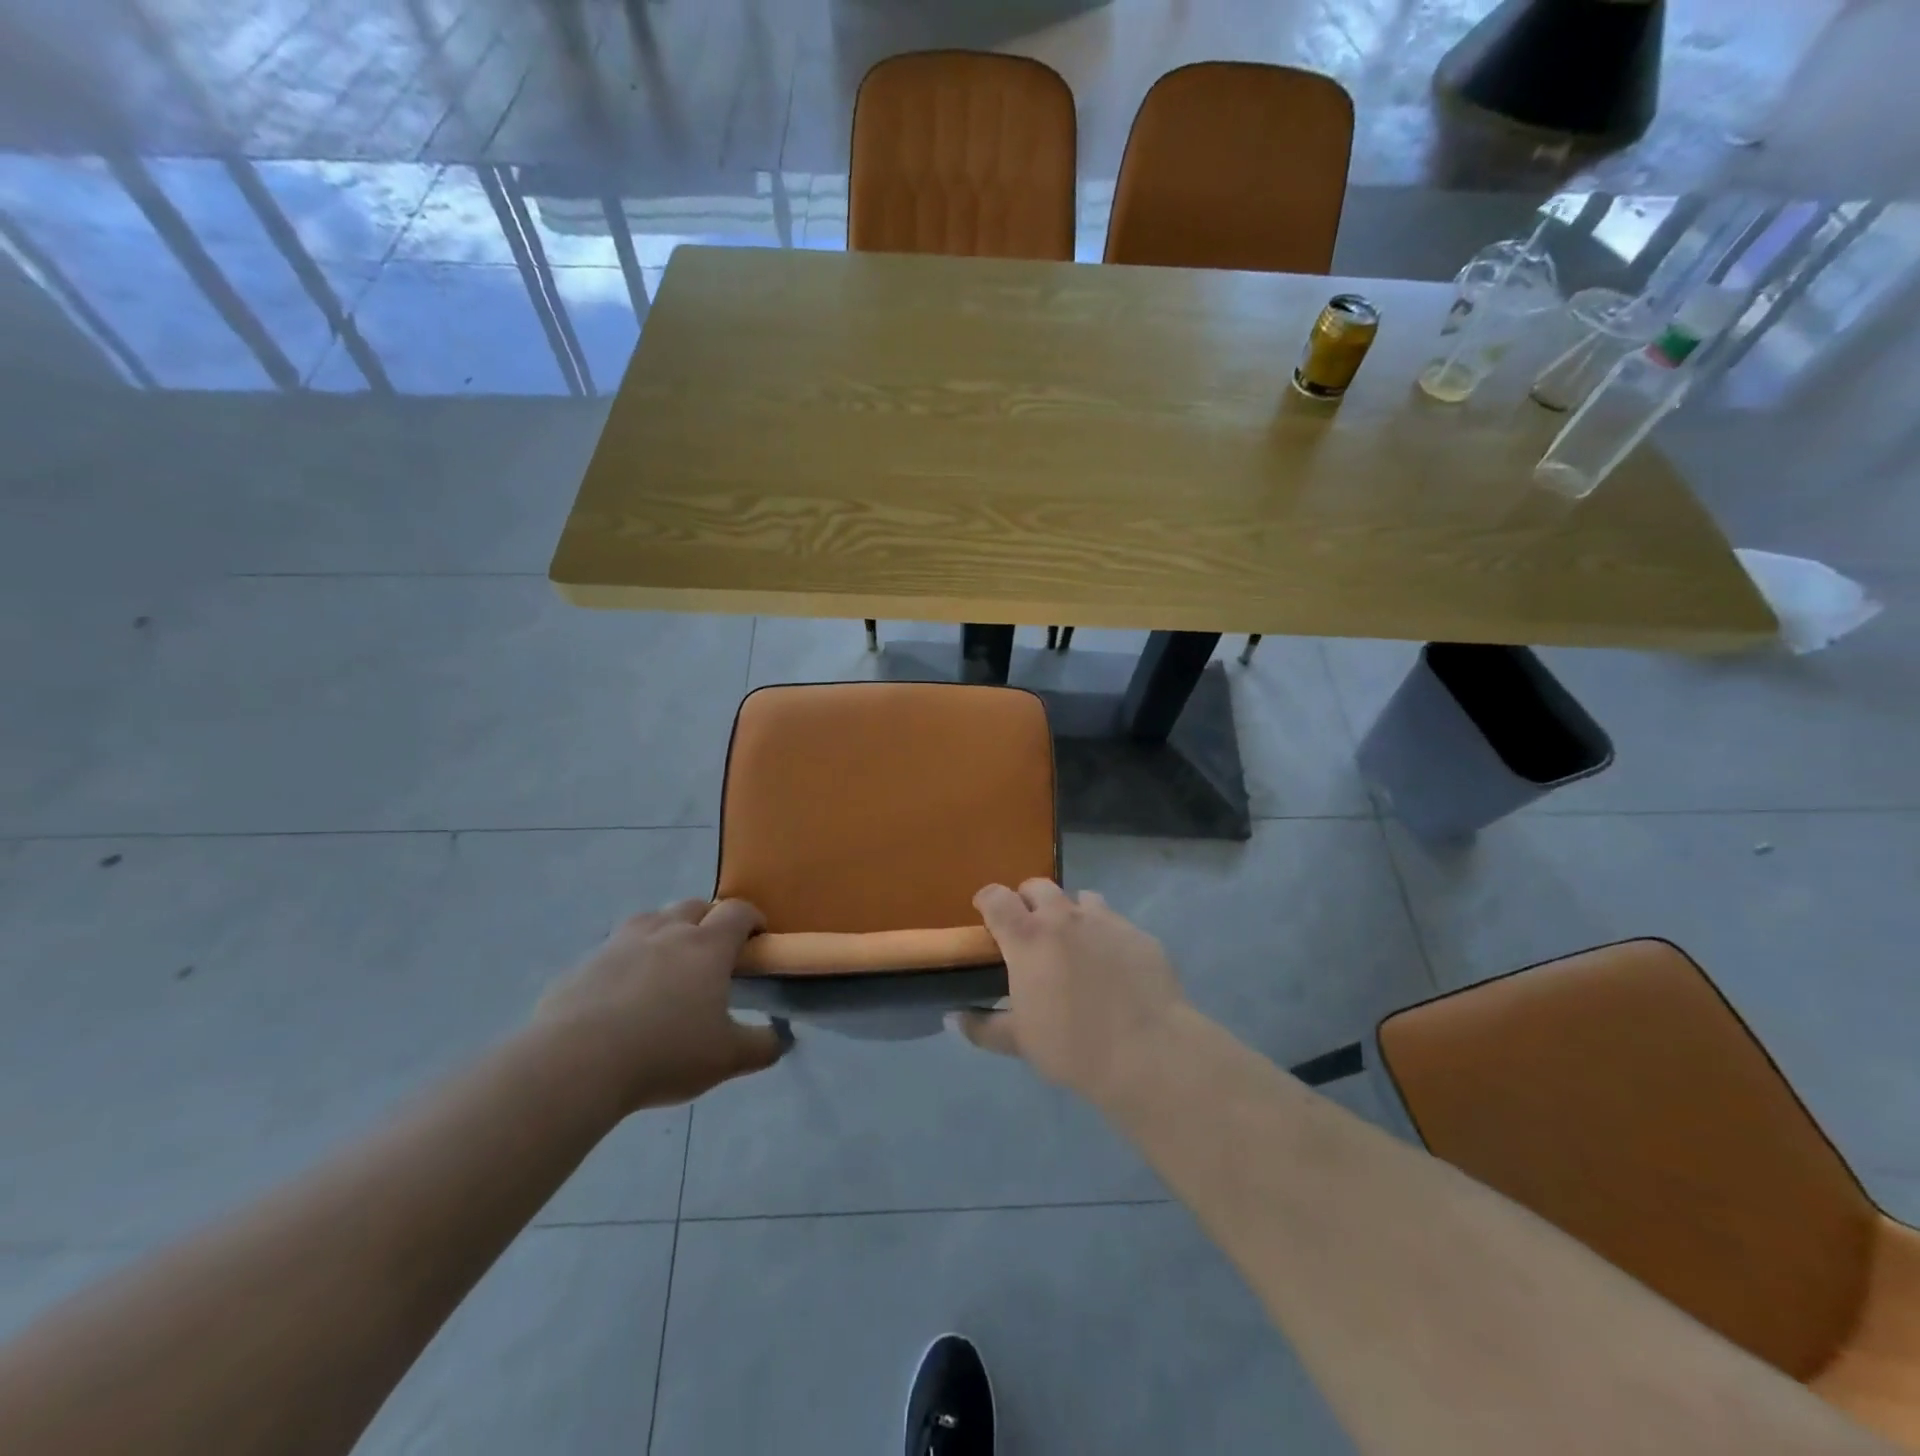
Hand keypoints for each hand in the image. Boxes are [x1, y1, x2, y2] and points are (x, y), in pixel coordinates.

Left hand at [534, 899, 786, 1113]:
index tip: (758, 936)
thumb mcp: (727, 1058)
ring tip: (667, 963)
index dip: (753, 918)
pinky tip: (621, 993)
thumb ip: (762, 1045)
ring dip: (666, 930)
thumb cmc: (665, 1053)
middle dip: (709, 920)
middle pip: (694, 906)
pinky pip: (613, 950)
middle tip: (713, 953)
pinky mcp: (583, 964)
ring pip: (651, 918)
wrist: (575, 1064)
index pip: (738, 911)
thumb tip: (781, 1038)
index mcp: (707, 946)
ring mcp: (620, 943)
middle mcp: (666, 932)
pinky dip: (626, 960)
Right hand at [956, 880, 1189, 1104]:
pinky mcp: (1138, 933)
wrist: (1148, 1051)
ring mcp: (1105, 920)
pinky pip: (1114, 922)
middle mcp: (1063, 917)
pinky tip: (1112, 965)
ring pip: (1079, 898)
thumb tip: (953, 1019)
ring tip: (1073, 943)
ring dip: (1069, 913)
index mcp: (1027, 937)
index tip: (985, 912)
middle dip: (1027, 900)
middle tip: (1029, 930)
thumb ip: (982, 1027)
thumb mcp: (1019, 1042)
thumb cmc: (1073, 1046)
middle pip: (1037, 886)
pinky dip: (1104, 934)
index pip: (996, 898)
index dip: (987, 900)